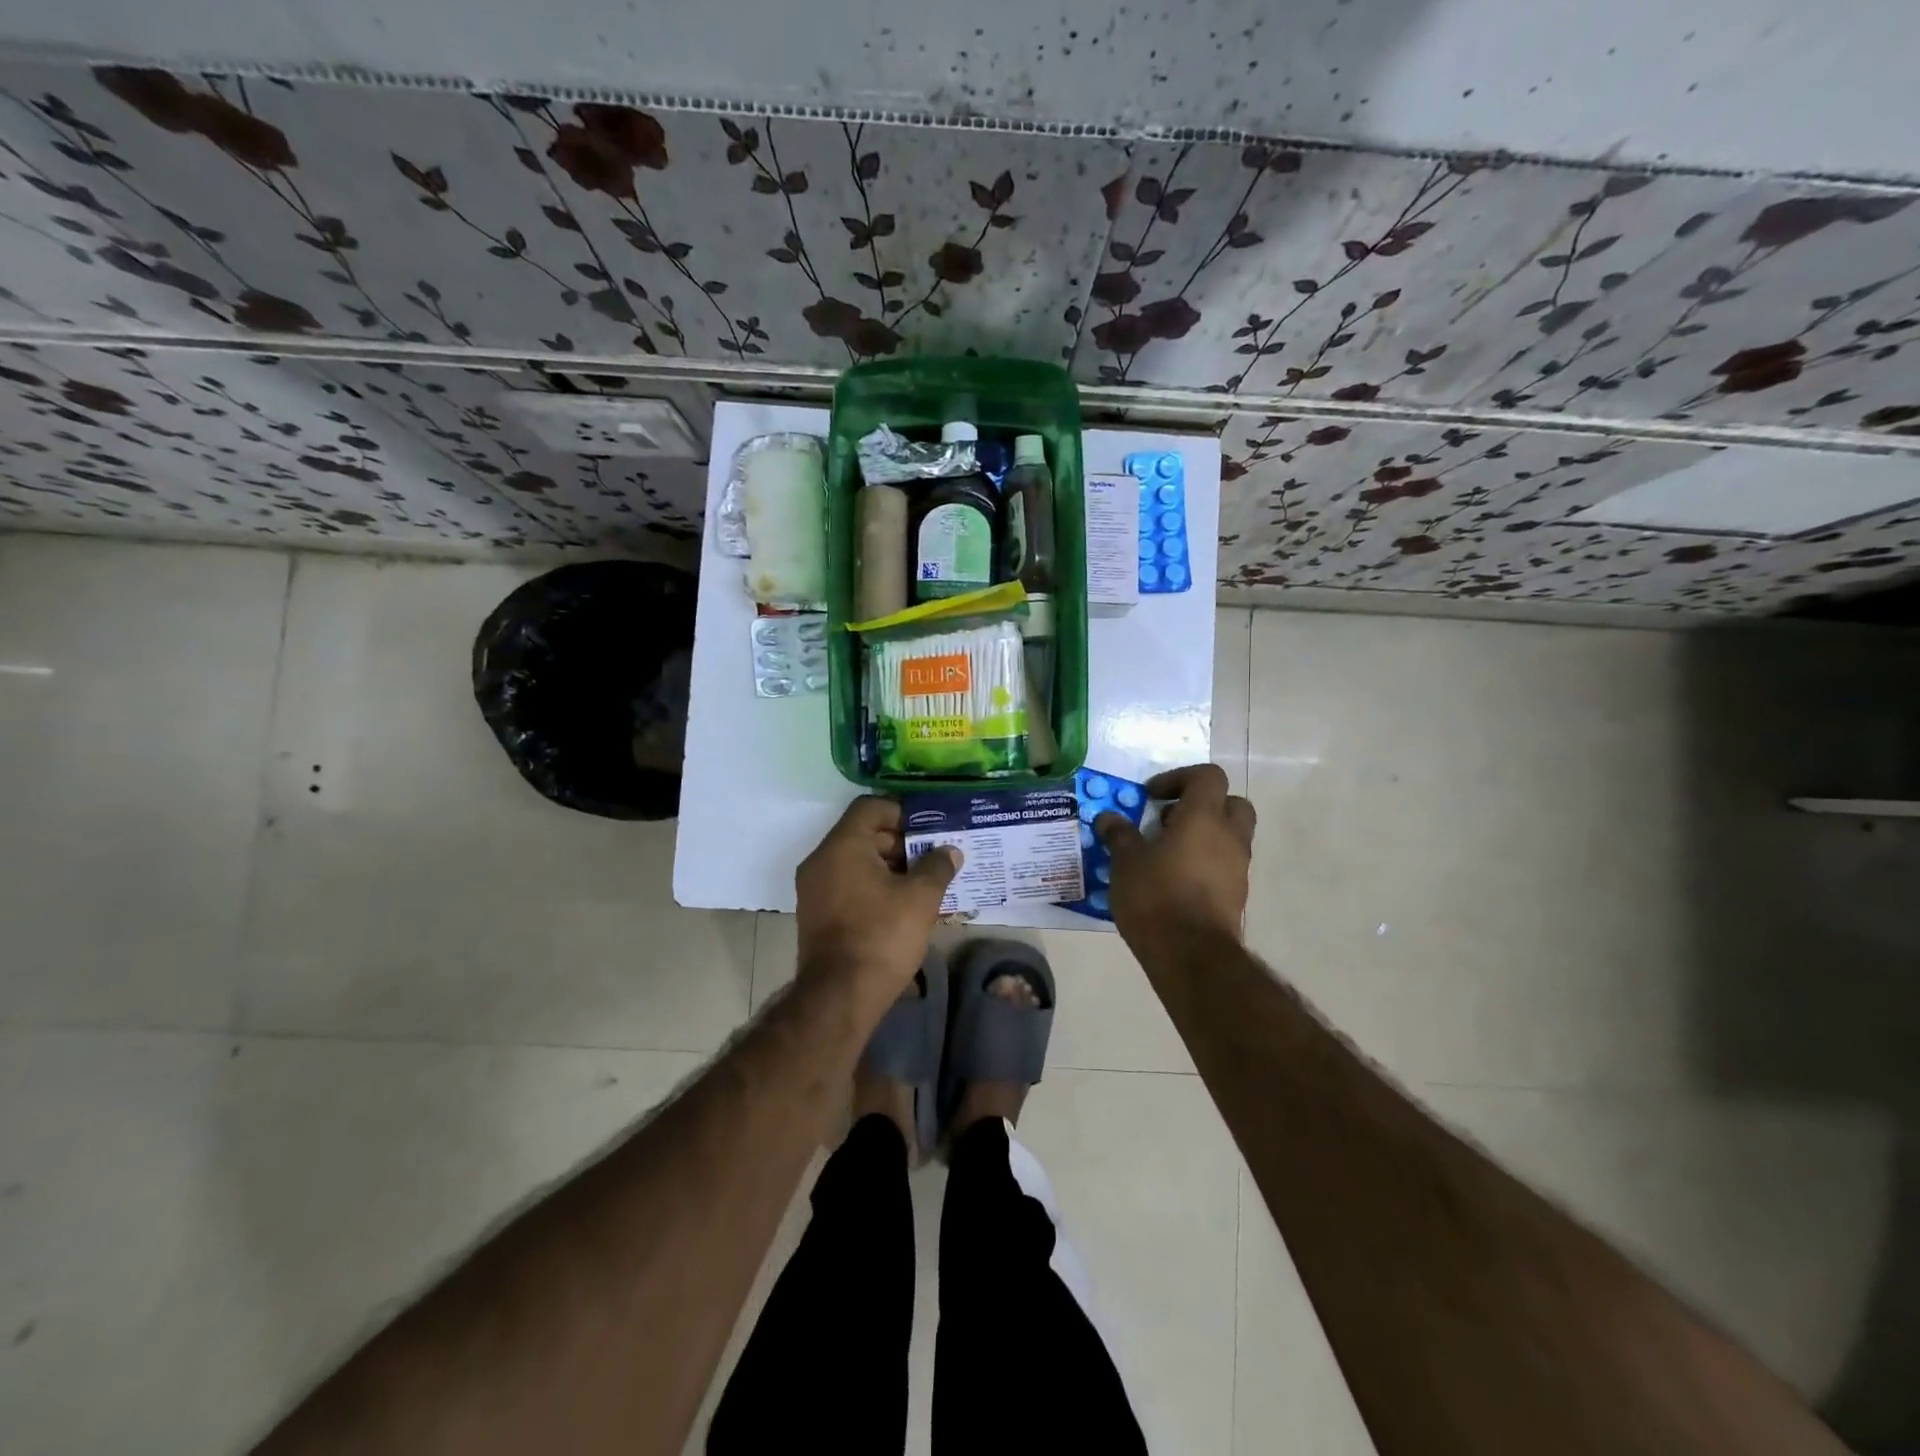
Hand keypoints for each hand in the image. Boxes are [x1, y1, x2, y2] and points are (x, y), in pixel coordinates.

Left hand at [795, 796, 959, 1000]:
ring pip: (858, 861)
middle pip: (864, 834)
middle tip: (935, 857)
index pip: (871, 807)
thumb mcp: (921, 898)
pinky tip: (904, 904)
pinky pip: (849, 884)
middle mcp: (821, 860)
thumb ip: (937, 866)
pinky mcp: (817, 914)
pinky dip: (875, 886)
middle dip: (902, 842)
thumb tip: (949, 851)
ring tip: (926, 882)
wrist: (839, 996)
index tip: (931, 828)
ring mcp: (814, 888)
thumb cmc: (881, 936)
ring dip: (891, 866)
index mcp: (842, 846)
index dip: (904, 812)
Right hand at [1096, 763, 1255, 948]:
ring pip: (1229, 835)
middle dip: (1201, 805)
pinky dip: (1205, 862)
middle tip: (1167, 819)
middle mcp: (1229, 836)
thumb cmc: (1156, 896)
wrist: (1191, 955)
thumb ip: (1119, 834)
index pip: (1207, 776)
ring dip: (1202, 835)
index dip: (1179, 778)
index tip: (1151, 797)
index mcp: (1204, 817)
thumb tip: (1108, 818)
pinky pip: (1224, 864)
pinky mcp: (1237, 894)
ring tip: (1164, 853)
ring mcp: (1238, 867)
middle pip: (1230, 802)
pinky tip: (1174, 880)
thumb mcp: (1125, 862)